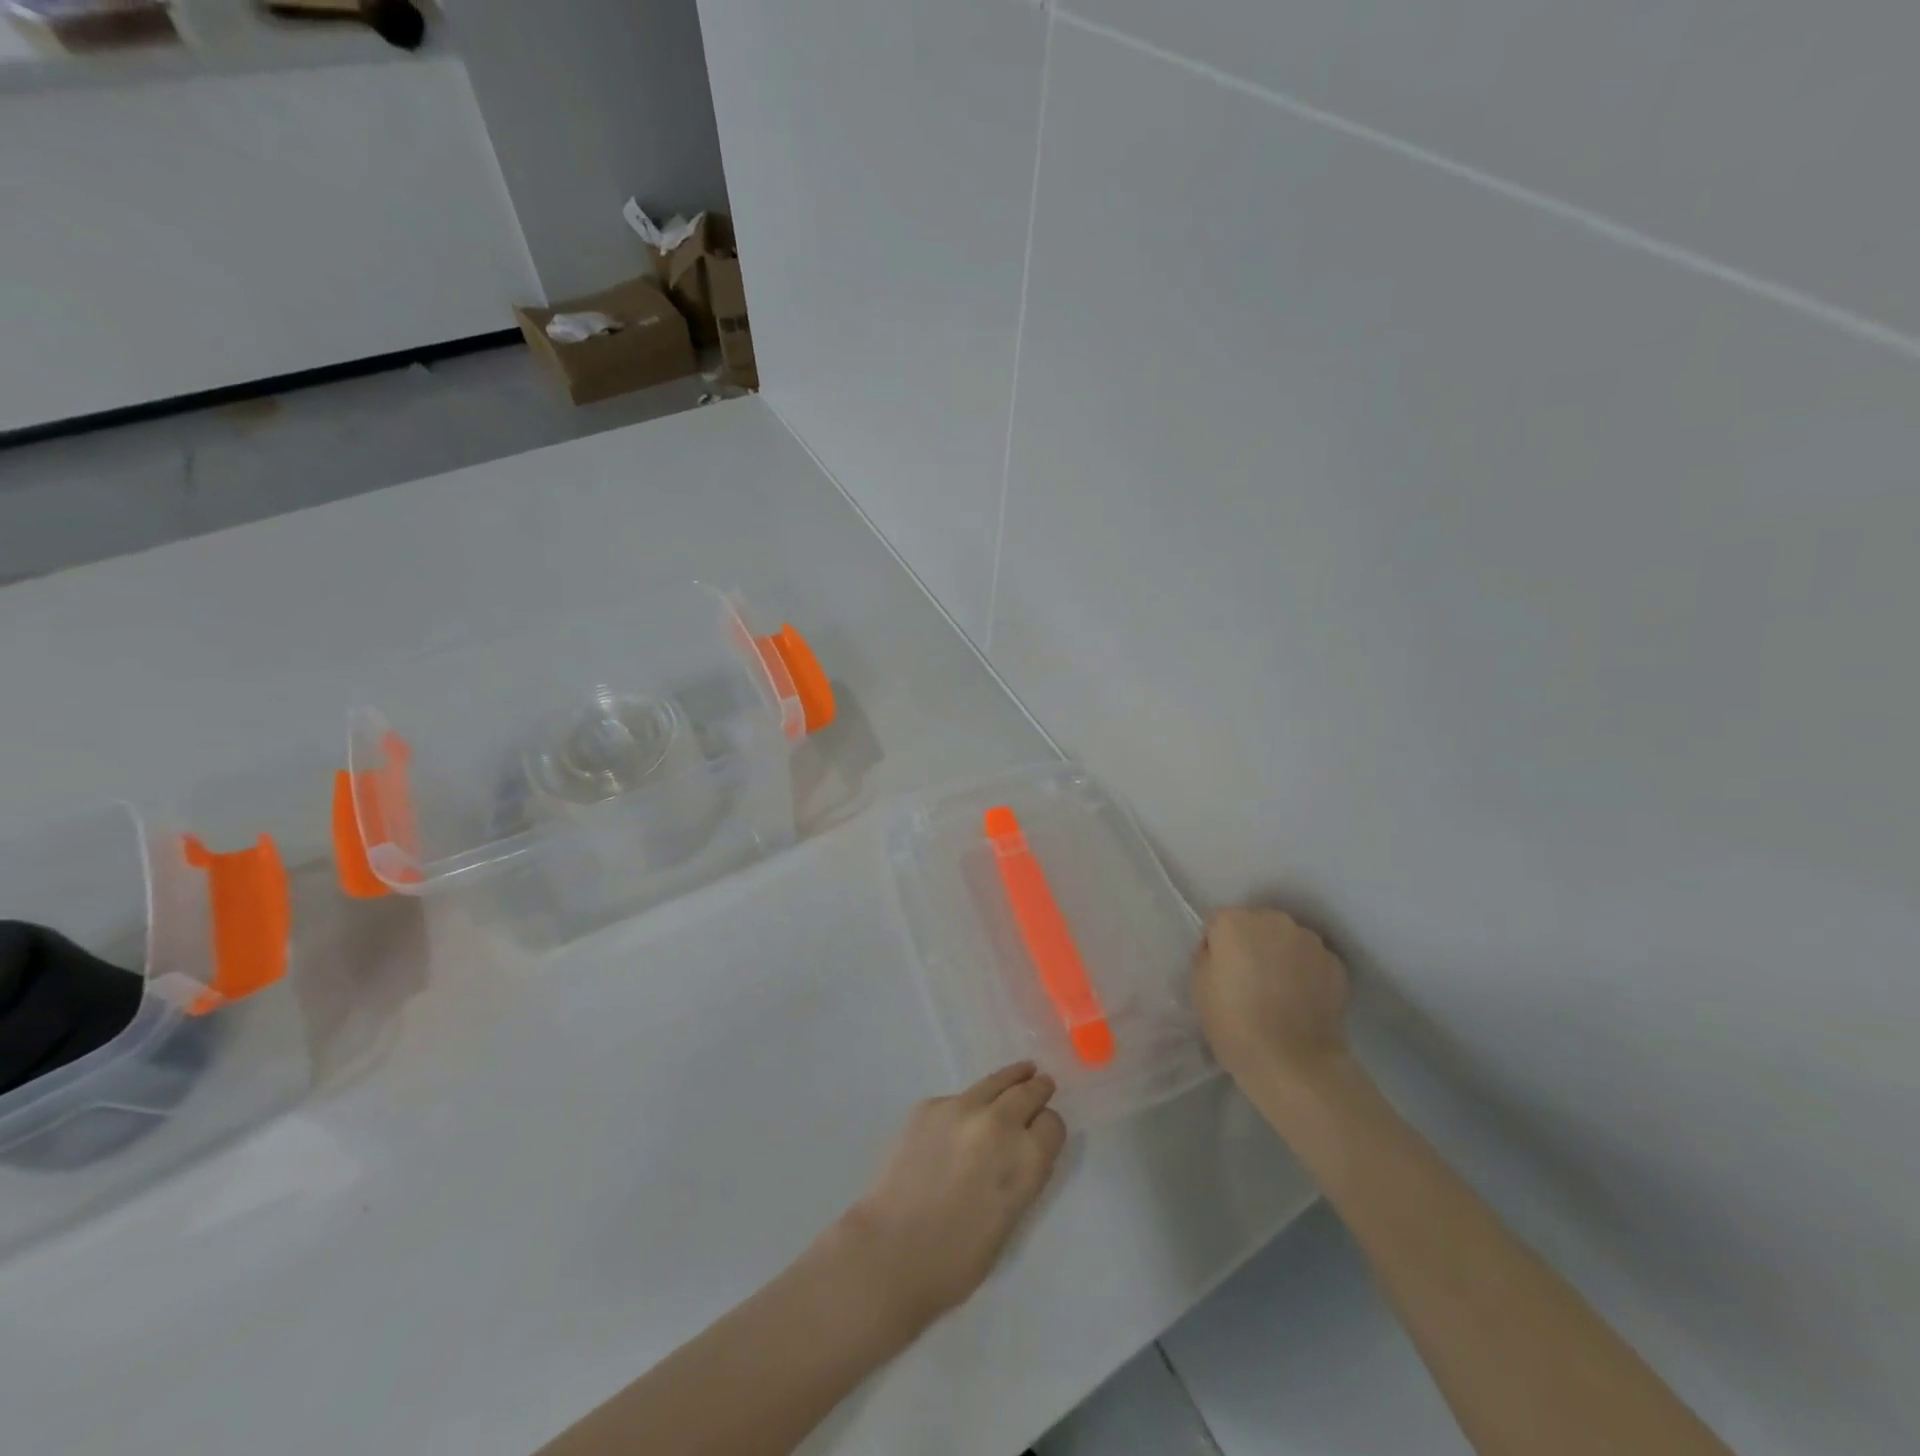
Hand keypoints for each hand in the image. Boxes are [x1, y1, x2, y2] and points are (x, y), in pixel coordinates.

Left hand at [834, 1063, 1066, 1333]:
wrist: (891, 1250)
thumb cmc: (957, 1259)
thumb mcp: (1010, 1220)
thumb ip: (1022, 1176)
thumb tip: (1023, 1150)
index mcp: (1026, 1160)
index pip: (1053, 1125)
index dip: (1049, 1128)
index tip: (1043, 1132)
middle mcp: (1000, 1123)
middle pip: (1028, 1092)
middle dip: (1037, 1090)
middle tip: (1042, 1083)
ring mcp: (962, 1108)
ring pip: (996, 1082)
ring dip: (1011, 1079)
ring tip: (1022, 1070)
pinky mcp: (930, 1105)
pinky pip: (959, 1098)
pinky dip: (967, 1105)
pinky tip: (962, 1119)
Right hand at [1193, 907, 1350, 1088]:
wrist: (1293, 1062)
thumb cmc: (1234, 1023)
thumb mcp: (1198, 988)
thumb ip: (1206, 957)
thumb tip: (1219, 952)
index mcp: (1234, 922)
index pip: (1217, 923)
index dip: (1215, 947)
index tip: (1218, 974)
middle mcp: (1274, 920)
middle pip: (1255, 925)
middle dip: (1251, 945)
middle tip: (1248, 981)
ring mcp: (1309, 941)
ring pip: (1286, 941)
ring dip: (1280, 956)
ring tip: (1278, 993)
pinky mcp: (1336, 965)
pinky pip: (1312, 961)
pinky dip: (1306, 973)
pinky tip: (1301, 1002)